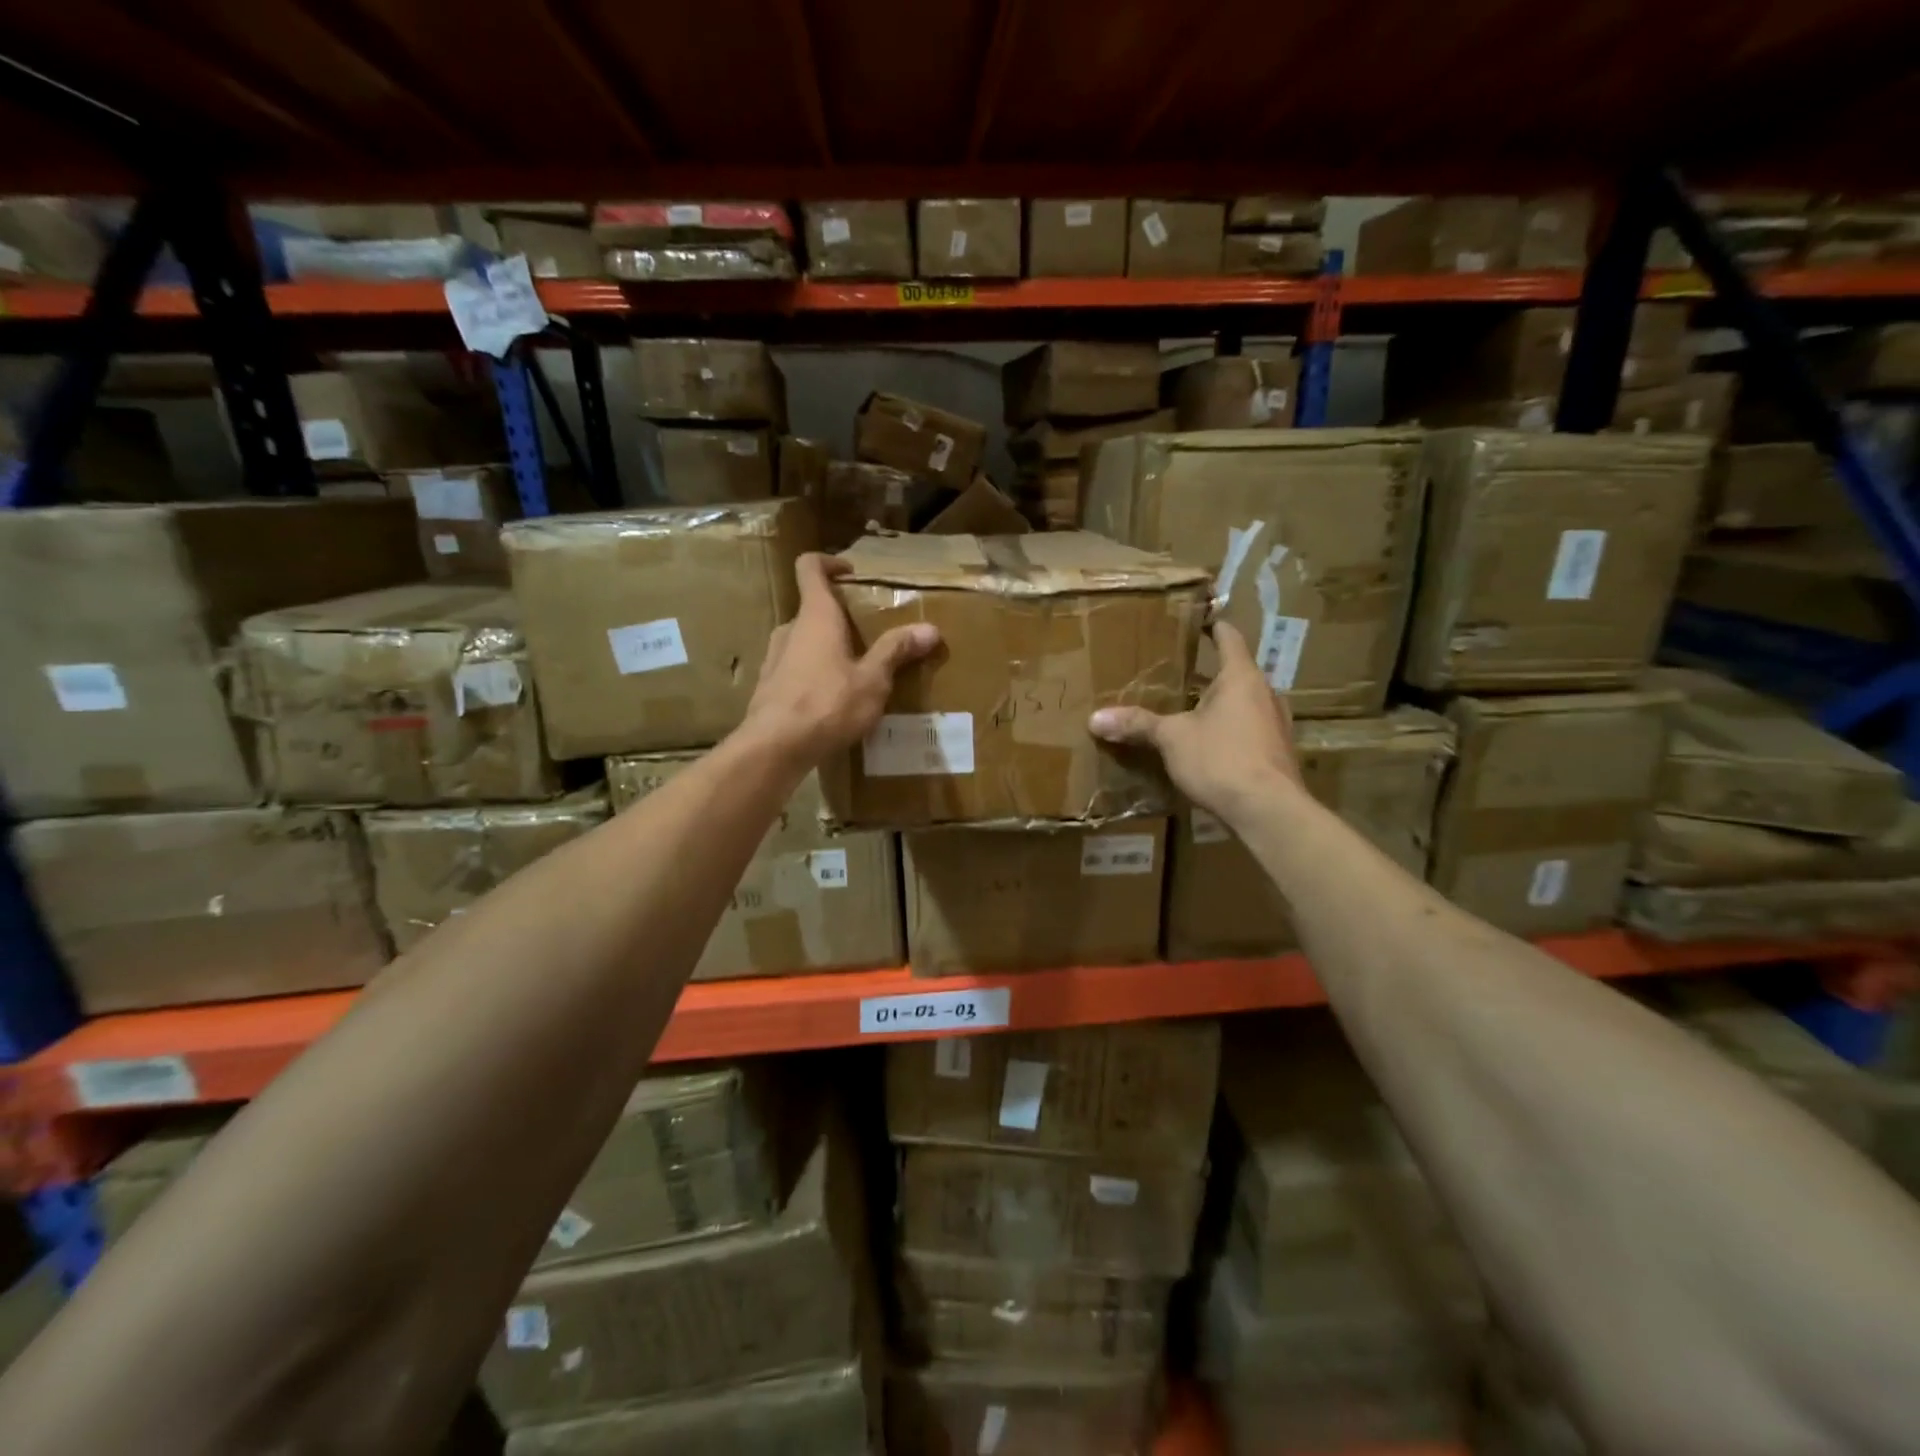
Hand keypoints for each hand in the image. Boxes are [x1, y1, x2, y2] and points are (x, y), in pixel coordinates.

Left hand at [740, 553, 939, 766]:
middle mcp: (790, 630)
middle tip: (868, 635)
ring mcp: (774, 658)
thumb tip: (930, 629)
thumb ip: (896, 651)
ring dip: (826, 648)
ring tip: (854, 672)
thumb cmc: (828, 704)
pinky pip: (794, 669)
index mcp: (816, 616)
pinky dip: (813, 674)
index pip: (810, 567)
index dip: (829, 562)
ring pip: (803, 641)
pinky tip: (832, 702)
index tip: (851, 574)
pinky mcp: (768, 687)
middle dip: (839, 617)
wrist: (775, 747)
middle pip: (812, 609)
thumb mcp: (872, 680)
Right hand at [1088, 622, 1302, 826]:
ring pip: (1244, 703)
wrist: (1268, 811)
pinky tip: (1209, 745)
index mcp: (1241, 677)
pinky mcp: (1277, 752)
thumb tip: (1095, 718)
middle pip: (1236, 673)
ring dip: (1221, 704)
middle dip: (1209, 674)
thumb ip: (1137, 724)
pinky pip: (1250, 730)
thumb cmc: (1221, 759)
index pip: (1229, 638)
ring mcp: (1276, 724)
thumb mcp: (1172, 739)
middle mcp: (1265, 693)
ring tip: (1190, 710)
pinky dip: (1230, 730)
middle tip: (1179, 674)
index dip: (1213, 626)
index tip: (1199, 620)